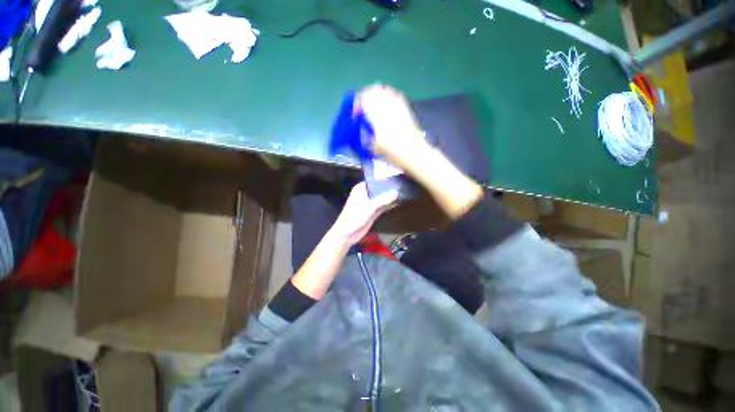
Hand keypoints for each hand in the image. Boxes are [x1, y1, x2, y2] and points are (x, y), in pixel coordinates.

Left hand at [329, 182, 398, 245]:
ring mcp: (369, 203)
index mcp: (360, 188)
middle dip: (389, 187)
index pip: (374, 180)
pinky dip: (389, 204)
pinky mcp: (372, 212)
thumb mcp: (370, 207)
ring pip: (381, 197)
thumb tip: (397, 192)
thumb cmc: (355, 217)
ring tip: (404, 191)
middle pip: (379, 188)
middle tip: (403, 183)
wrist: (347, 234)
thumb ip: (383, 199)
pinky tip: (399, 201)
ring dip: (390, 196)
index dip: (384, 178)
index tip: (397, 175)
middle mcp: (365, 194)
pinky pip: (382, 206)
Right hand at [357, 84, 483, 219]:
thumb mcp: (377, 149)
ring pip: (386, 91)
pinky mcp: (407, 110)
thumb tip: (363, 136)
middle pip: (375, 91)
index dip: (358, 103)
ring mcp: (399, 108)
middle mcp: (388, 110)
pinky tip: (388, 101)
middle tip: (363, 104)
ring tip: (374, 101)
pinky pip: (397, 96)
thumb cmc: (395, 154)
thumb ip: (368, 140)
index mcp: (378, 119)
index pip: (365, 101)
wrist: (416, 154)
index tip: (356, 111)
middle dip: (366, 95)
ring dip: (378, 93)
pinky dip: (390, 95)